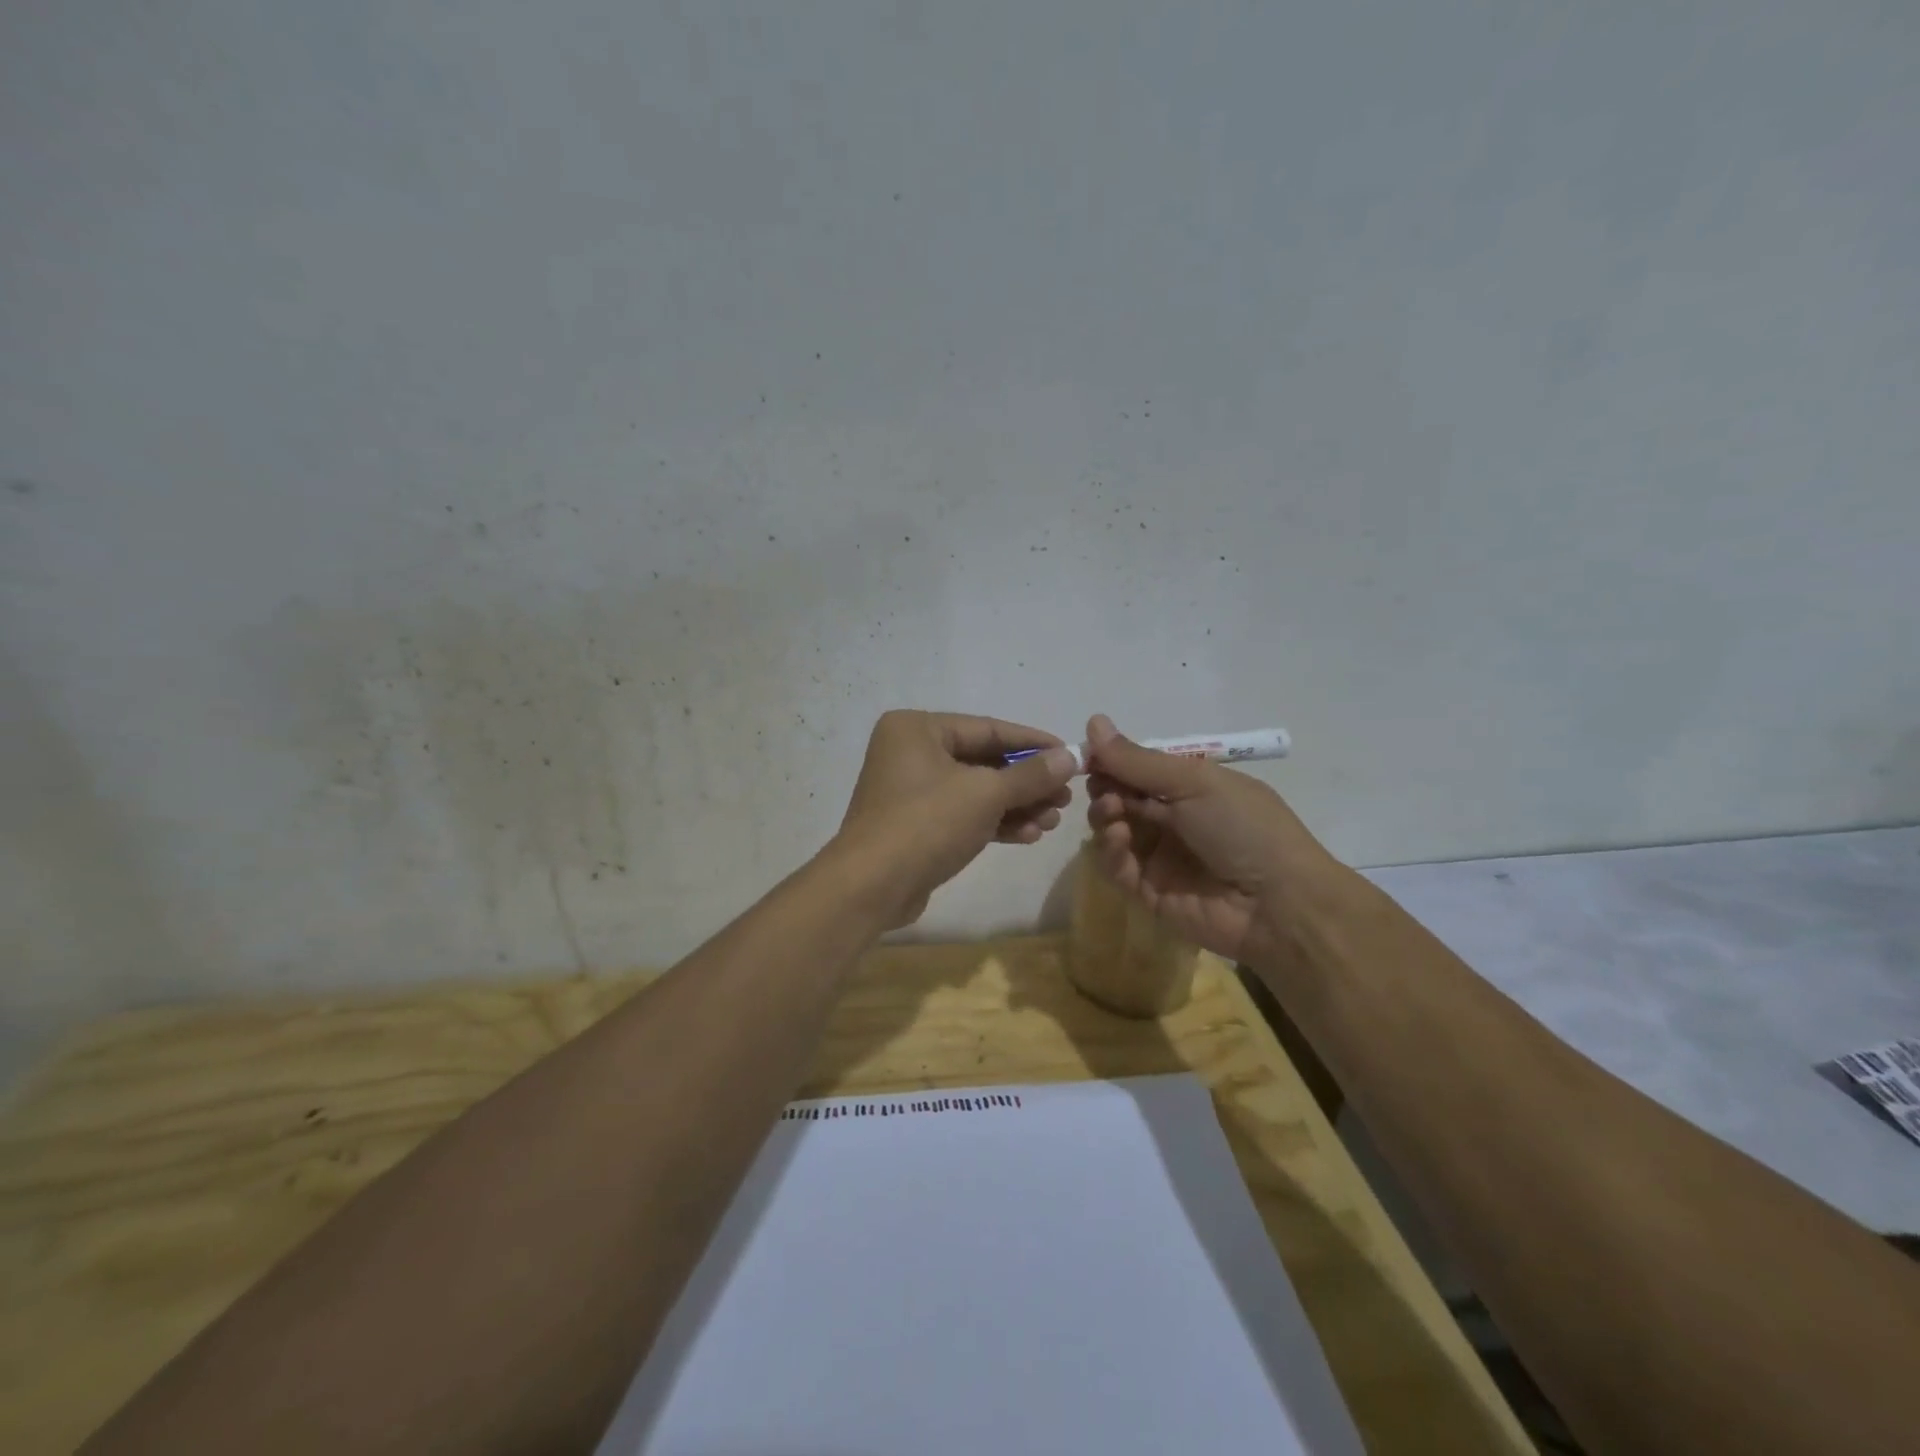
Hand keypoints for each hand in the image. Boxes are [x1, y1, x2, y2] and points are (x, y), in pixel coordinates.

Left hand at [833, 710, 1078, 927]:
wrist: (871, 887)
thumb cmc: (927, 823)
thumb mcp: (986, 794)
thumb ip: (1031, 775)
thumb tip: (1071, 756)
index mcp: (918, 728)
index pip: (989, 729)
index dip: (1034, 743)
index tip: (1072, 755)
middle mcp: (911, 752)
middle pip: (984, 761)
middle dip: (1027, 783)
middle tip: (1066, 798)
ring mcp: (911, 791)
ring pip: (976, 791)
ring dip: (1016, 806)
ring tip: (1053, 821)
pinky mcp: (916, 825)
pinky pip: (963, 815)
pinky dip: (994, 823)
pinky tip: (1029, 835)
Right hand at [1083, 714, 1350, 967]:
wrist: (1277, 904)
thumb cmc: (1243, 828)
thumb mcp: (1194, 782)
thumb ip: (1138, 760)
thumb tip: (1093, 720)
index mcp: (1189, 787)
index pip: (1137, 769)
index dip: (1110, 761)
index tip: (1086, 756)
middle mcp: (1172, 819)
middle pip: (1119, 798)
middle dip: (1104, 789)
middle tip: (1103, 789)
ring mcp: (1159, 857)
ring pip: (1112, 830)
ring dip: (1104, 817)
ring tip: (1112, 813)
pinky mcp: (1149, 892)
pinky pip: (1117, 867)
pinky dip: (1111, 851)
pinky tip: (1120, 840)